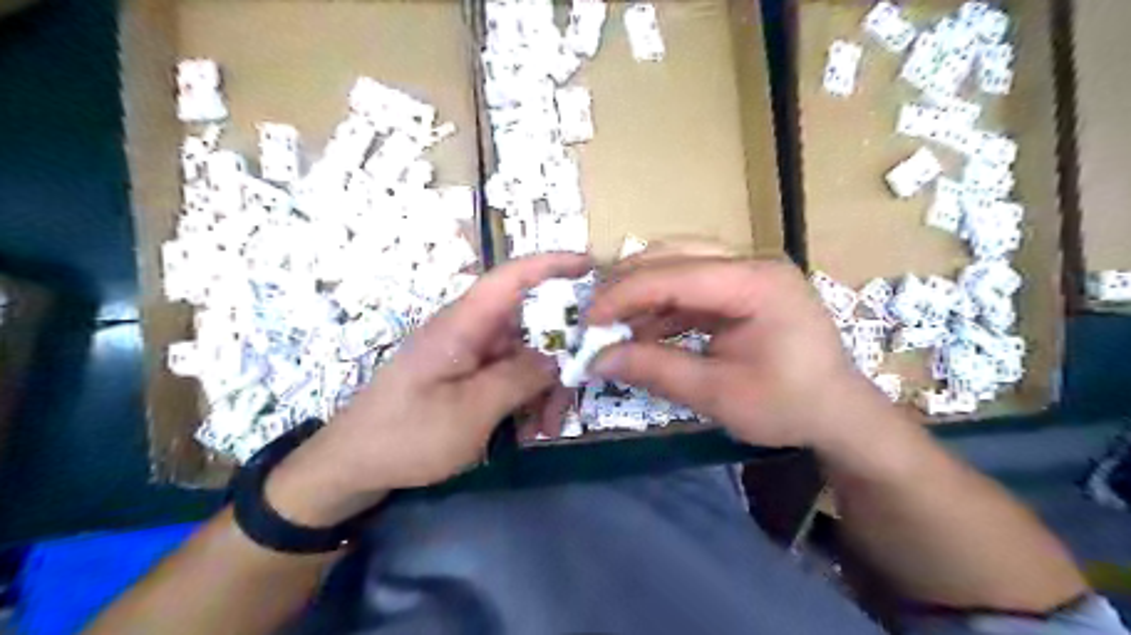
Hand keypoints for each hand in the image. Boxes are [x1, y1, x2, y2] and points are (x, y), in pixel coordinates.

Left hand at [267, 254, 591, 526]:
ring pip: (525, 355)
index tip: (591, 264)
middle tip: (580, 388)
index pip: (511, 278)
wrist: (353, 466)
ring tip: (549, 427)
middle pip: (529, 324)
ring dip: (544, 387)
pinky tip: (532, 430)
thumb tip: (557, 357)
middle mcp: (469, 332)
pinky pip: (510, 377)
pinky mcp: (467, 377)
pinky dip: (527, 399)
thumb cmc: (407, 435)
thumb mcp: (470, 412)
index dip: (552, 264)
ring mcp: (469, 356)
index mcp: (463, 325)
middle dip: (559, 354)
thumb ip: (518, 378)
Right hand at [588, 254, 906, 451]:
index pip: (674, 275)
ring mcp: (748, 271)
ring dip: (641, 293)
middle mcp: (752, 263)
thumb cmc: (789, 406)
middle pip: (673, 255)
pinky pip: (690, 284)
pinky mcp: (742, 287)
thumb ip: (656, 370)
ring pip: (678, 263)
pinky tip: (642, 329)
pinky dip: (661, 305)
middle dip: (627, 284)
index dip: (623, 294)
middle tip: (594, 316)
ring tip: (612, 324)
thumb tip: (597, 360)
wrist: (839, 413)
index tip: (587, 320)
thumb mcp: (719, 395)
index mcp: (756, 283)